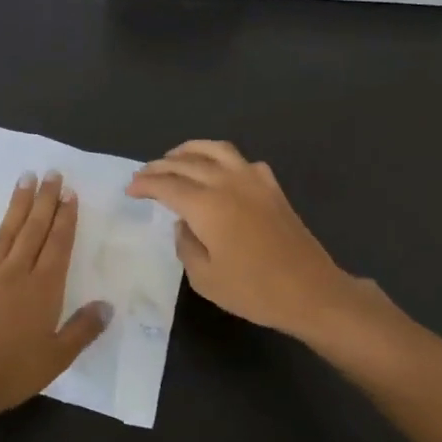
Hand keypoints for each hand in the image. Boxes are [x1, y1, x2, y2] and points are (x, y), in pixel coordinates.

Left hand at [0, 171, 111, 425]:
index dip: (65, 218)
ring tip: (24, 180)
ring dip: (16, 206)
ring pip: (4, 234)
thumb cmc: (12, 373)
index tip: (69, 193)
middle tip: (51, 173)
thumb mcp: (58, 357)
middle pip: (34, 231)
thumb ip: (83, 329)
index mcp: (43, 289)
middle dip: (44, 201)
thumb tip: (107, 305)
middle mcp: (15, 274)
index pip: (58, 245)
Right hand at [126, 141, 362, 340]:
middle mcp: (228, 182)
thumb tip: (184, 223)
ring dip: (190, 150)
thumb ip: (186, 245)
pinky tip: (219, 171)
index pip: (167, 185)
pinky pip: (241, 160)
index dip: (145, 185)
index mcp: (206, 205)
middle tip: (144, 175)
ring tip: (175, 158)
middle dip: (160, 166)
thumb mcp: (205, 278)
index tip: (130, 190)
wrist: (310, 291)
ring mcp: (254, 180)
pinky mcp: (272, 187)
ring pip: (215, 150)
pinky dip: (222, 159)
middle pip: (187, 162)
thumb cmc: (254, 290)